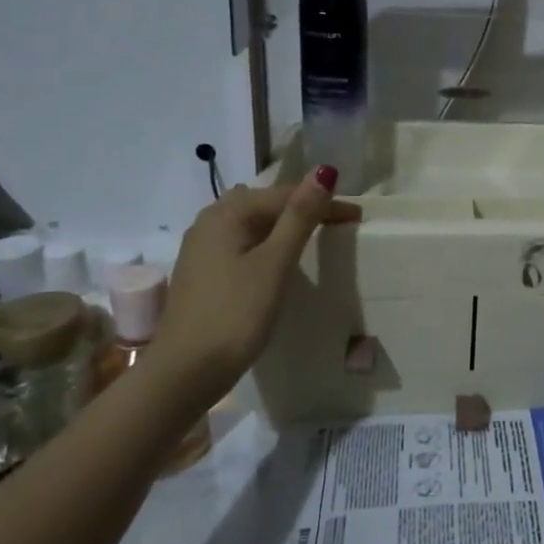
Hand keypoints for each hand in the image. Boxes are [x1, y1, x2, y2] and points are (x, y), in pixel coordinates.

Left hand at [148, 168, 361, 401]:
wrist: (185, 372)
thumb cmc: (236, 314)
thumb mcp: (275, 263)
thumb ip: (300, 216)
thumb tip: (324, 171)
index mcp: (228, 213)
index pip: (286, 195)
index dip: (324, 202)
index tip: (357, 217)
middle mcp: (209, 221)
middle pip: (266, 204)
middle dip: (303, 208)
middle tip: (338, 224)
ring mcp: (201, 248)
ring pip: (252, 223)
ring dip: (284, 226)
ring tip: (314, 238)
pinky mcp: (202, 272)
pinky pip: (242, 243)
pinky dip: (266, 243)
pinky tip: (277, 260)